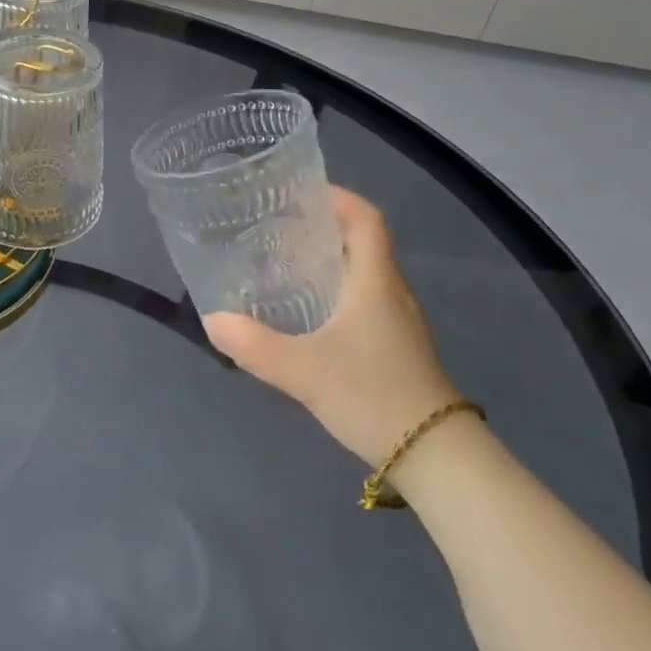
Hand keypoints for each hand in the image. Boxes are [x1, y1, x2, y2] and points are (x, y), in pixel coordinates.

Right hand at [205, 188, 459, 465]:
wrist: (437, 458)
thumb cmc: (374, 396)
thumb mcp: (304, 371)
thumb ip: (255, 345)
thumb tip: (212, 320)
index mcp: (375, 281)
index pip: (367, 219)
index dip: (339, 197)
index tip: (302, 192)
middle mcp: (392, 292)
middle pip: (364, 242)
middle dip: (324, 227)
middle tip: (279, 227)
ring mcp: (399, 322)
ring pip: (364, 273)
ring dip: (331, 260)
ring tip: (285, 264)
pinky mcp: (397, 347)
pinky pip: (365, 300)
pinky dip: (337, 291)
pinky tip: (310, 314)